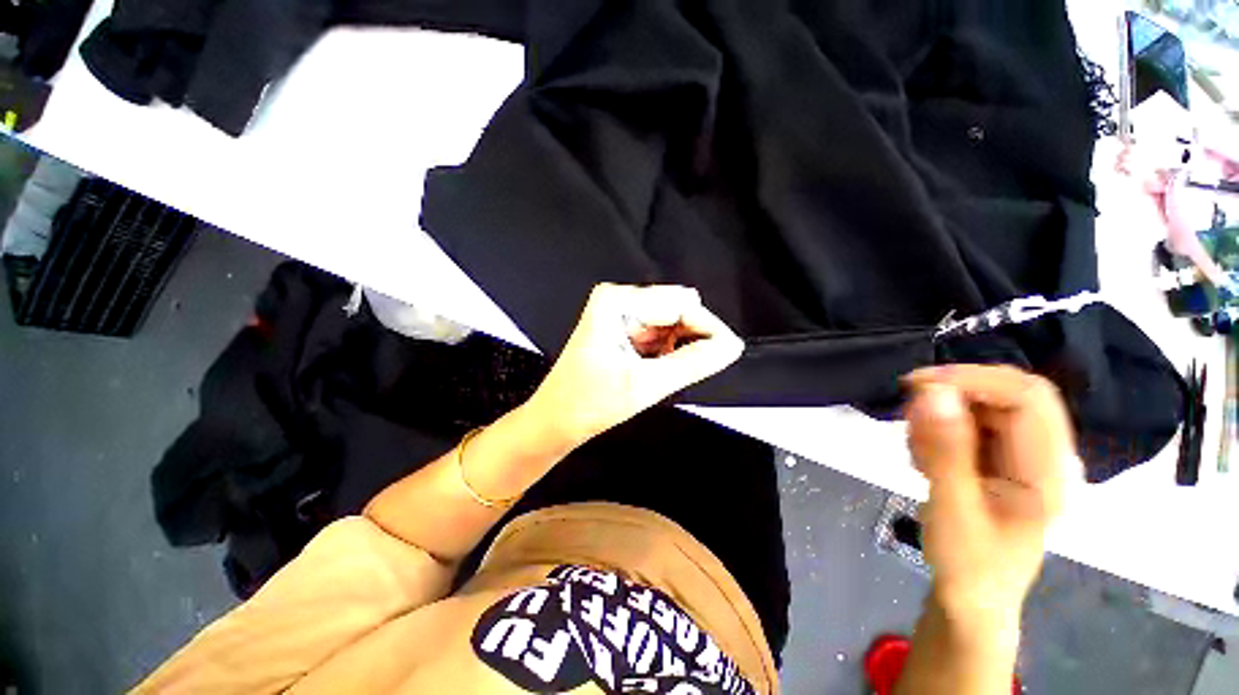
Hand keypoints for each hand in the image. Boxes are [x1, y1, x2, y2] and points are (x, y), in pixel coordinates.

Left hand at [526, 284, 743, 445]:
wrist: (557, 420)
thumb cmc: (590, 403)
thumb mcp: (646, 384)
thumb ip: (693, 362)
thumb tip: (732, 346)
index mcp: (617, 301)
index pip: (679, 303)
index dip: (708, 328)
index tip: (728, 352)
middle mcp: (618, 299)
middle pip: (676, 310)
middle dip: (692, 338)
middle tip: (699, 367)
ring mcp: (620, 313)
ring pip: (670, 323)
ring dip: (679, 347)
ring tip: (668, 373)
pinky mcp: (622, 328)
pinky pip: (659, 333)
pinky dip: (667, 351)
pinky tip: (659, 370)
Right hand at [903, 365, 1075, 626]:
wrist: (972, 599)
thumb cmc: (968, 564)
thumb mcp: (951, 510)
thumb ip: (944, 451)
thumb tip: (932, 393)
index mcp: (1047, 471)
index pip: (1027, 397)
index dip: (974, 379)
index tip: (917, 387)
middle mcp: (1043, 455)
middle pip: (1011, 392)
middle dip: (957, 390)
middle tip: (910, 407)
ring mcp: (1022, 457)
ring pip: (988, 404)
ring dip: (944, 412)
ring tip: (916, 449)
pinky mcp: (1000, 460)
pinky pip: (972, 422)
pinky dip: (940, 427)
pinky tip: (923, 456)